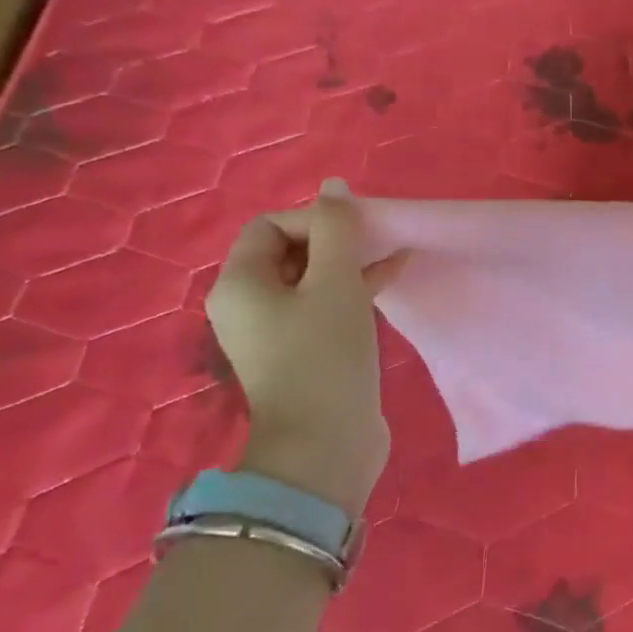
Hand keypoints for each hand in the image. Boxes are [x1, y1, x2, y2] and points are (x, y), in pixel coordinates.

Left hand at [207, 179, 403, 513]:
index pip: (270, 225)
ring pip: (312, 279)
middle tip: (378, 242)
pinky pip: (324, 306)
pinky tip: (391, 279)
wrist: (326, 444)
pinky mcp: (304, 352)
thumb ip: (337, 230)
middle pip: (290, 250)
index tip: (356, 233)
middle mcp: (248, 305)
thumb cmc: (324, 355)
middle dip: (336, 239)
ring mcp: (276, 332)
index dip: (315, 219)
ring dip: (350, 263)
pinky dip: (353, 290)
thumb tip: (334, 187)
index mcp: (240, 284)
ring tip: (393, 254)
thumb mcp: (335, 284)